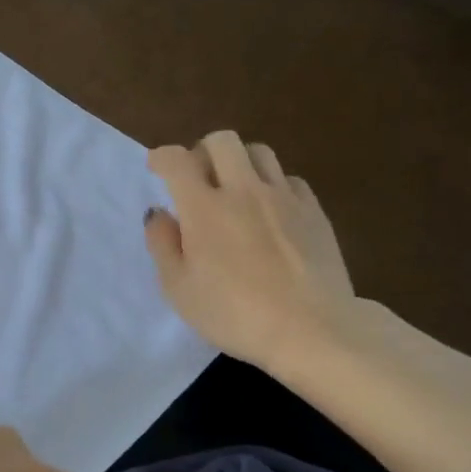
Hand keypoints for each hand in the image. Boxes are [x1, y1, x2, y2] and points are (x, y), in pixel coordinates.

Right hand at [146, 132, 355, 369]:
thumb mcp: (179, 288)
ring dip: (239, 163)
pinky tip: (269, 211)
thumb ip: (163, 244)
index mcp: (203, 208)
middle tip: (197, 178)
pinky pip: (289, 179)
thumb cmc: (233, 314)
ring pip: (259, 152)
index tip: (156, 167)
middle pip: (222, 141)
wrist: (312, 330)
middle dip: (202, 151)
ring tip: (235, 190)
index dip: (161, 157)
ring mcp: (283, 197)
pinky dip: (272, 185)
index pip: (177, 160)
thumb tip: (159, 213)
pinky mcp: (314, 211)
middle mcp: (243, 190)